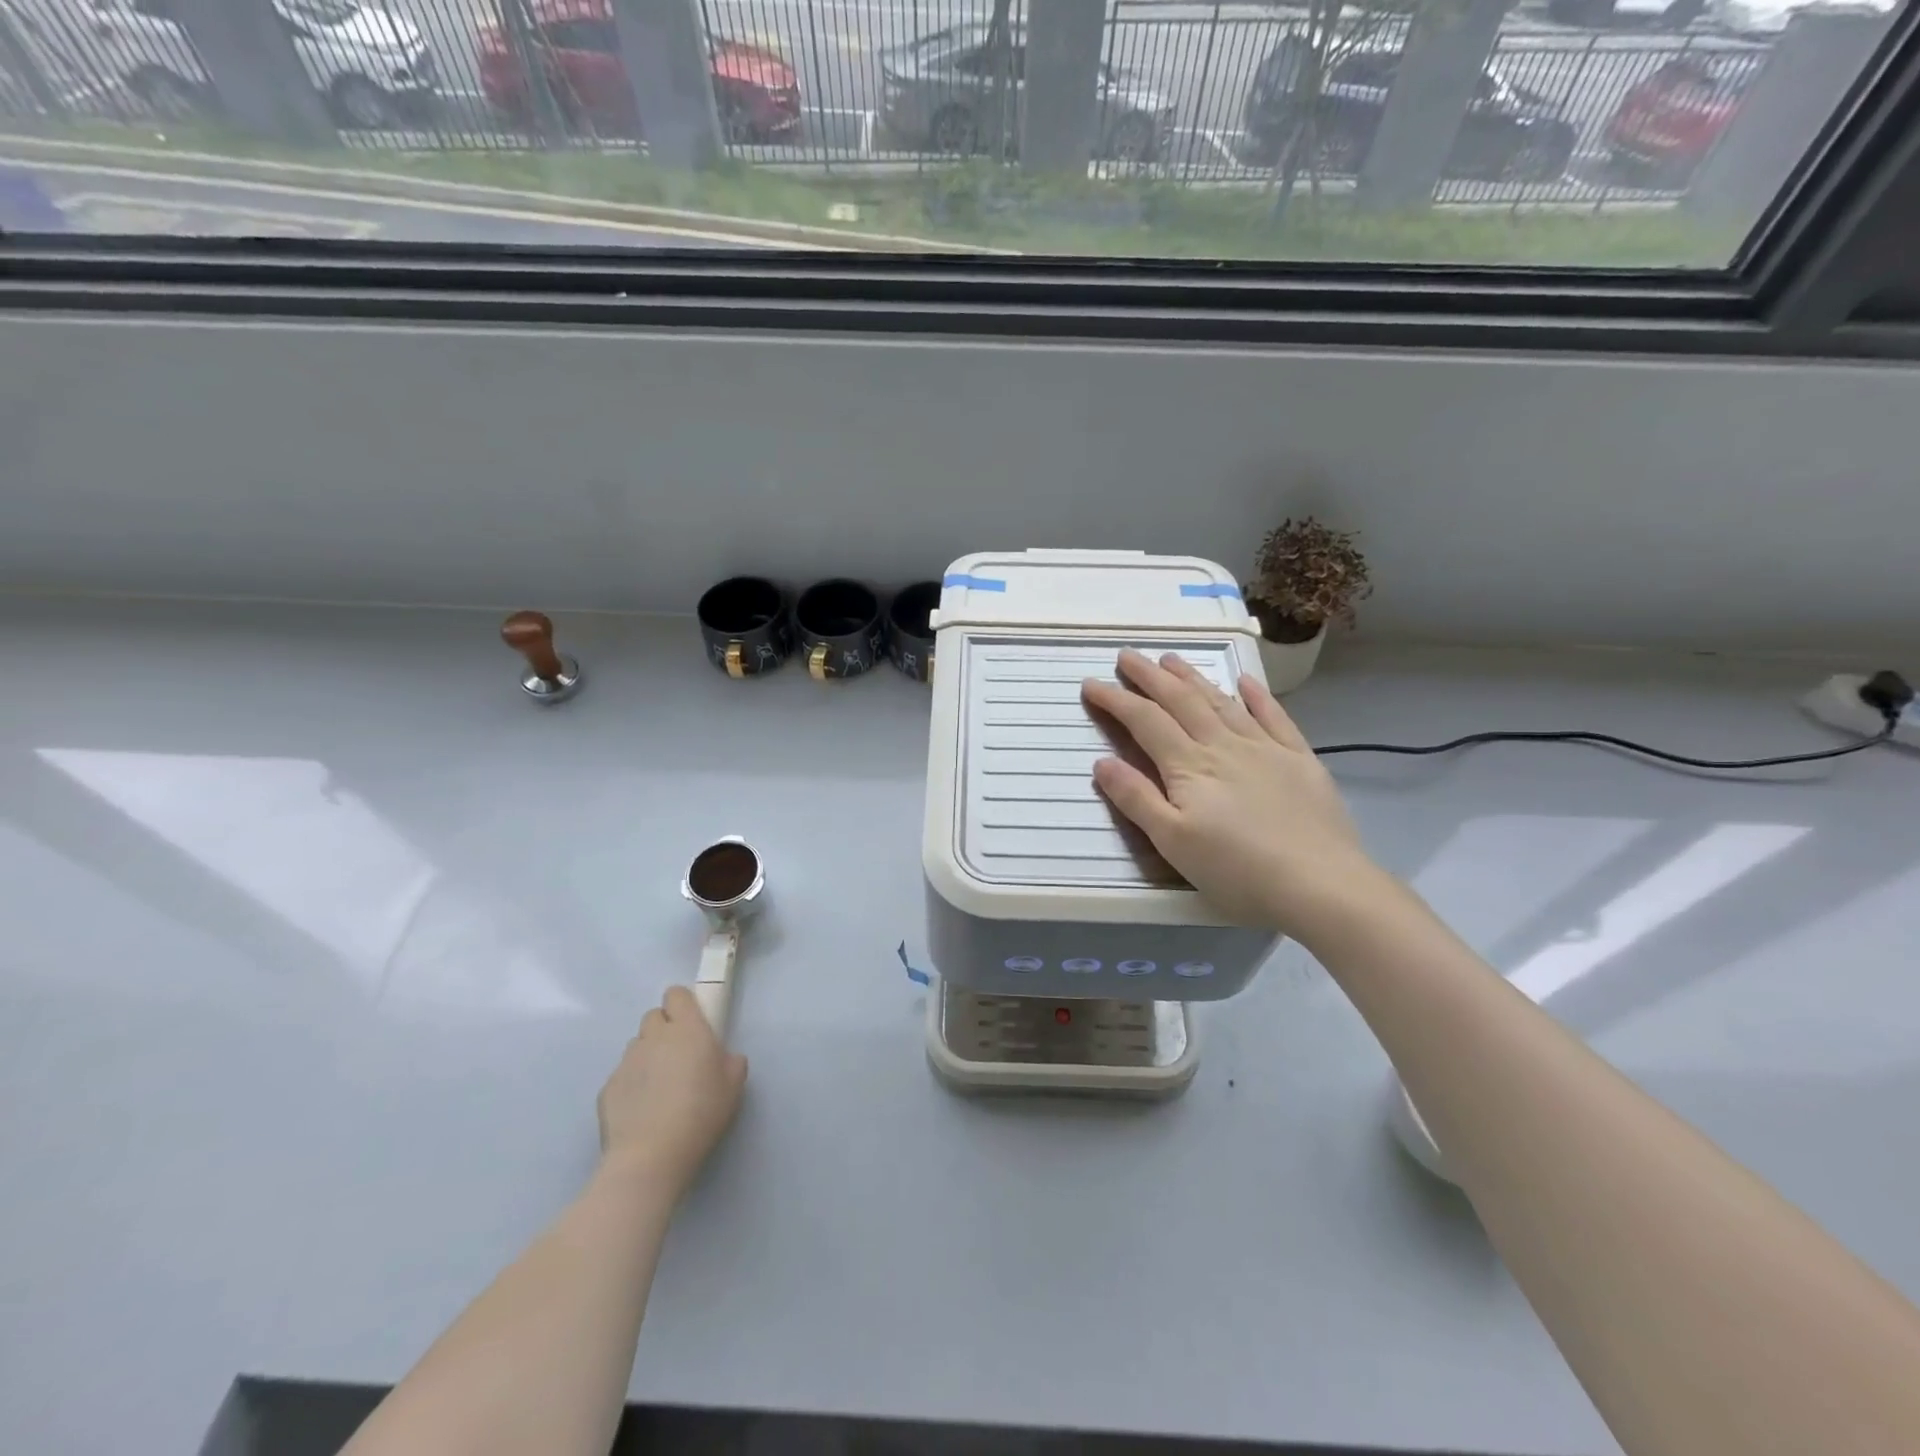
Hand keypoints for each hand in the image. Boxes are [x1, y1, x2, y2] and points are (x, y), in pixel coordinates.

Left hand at [596, 986, 747, 1196]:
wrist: (650, 1156)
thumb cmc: (701, 1113)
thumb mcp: (734, 1085)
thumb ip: (730, 1061)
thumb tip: (721, 1058)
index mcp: (687, 1029)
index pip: (676, 994)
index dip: (683, 1005)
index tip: (693, 1023)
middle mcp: (654, 1037)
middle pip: (654, 1017)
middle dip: (664, 1030)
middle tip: (679, 1057)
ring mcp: (626, 1062)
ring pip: (637, 1046)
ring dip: (648, 1056)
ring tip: (659, 1088)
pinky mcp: (607, 1088)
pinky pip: (622, 1075)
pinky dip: (632, 1084)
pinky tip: (642, 1111)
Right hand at [1083, 650, 1382, 935]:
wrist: (1321, 884)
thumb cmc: (1237, 870)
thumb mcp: (1173, 842)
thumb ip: (1136, 799)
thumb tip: (1101, 762)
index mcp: (1189, 766)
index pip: (1145, 722)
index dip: (1116, 700)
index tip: (1091, 684)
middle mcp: (1224, 745)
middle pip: (1181, 701)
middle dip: (1150, 677)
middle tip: (1127, 656)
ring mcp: (1265, 748)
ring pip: (1222, 702)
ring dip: (1193, 678)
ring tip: (1172, 659)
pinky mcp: (1299, 760)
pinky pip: (1274, 717)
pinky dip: (1257, 696)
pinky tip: (1245, 681)